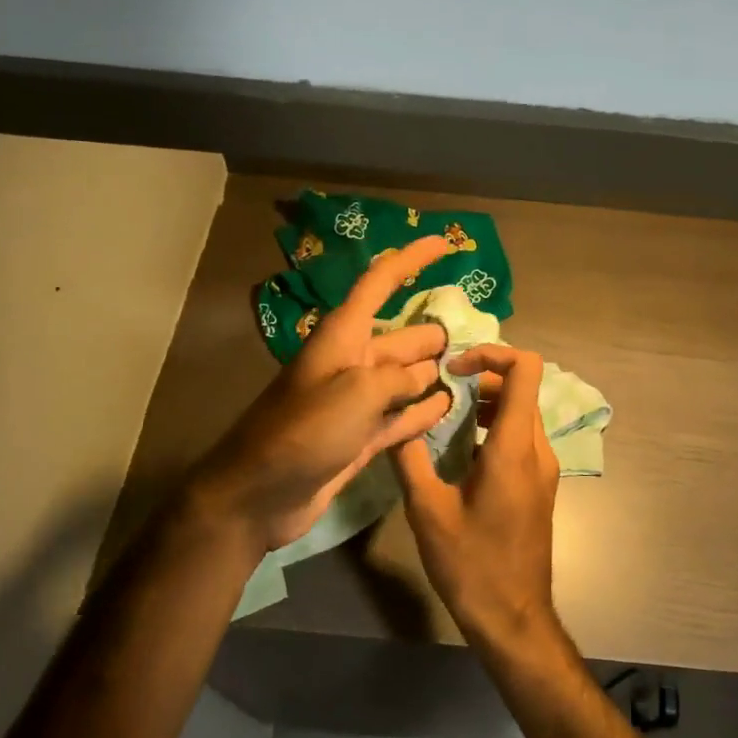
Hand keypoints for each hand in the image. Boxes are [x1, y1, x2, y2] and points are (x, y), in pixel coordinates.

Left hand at [190, 236, 455, 554]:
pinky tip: (448, 406)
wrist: (258, 494)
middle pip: (402, 337)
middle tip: (479, 339)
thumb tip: (423, 376)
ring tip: (474, 373)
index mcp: (344, 336)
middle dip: (435, 333)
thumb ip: (397, 377)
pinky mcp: (360, 436)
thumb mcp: (356, 393)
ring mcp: (356, 402)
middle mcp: (352, 362)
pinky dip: (422, 410)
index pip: (381, 282)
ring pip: (405, 377)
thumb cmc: (303, 432)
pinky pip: (400, 415)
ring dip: (435, 374)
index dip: (412, 259)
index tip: (447, 243)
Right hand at [394, 345, 561, 648]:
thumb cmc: (470, 565)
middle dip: (482, 378)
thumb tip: (395, 419)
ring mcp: (543, 469)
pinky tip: (461, 450)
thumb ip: (410, 458)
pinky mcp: (539, 486)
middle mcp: (536, 450)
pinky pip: (521, 438)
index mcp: (513, 448)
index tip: (454, 369)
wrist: (513, 618)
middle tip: (441, 390)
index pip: (525, 369)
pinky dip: (494, 427)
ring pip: (522, 412)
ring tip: (447, 416)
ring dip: (488, 403)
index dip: (491, 353)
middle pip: (521, 388)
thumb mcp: (427, 511)